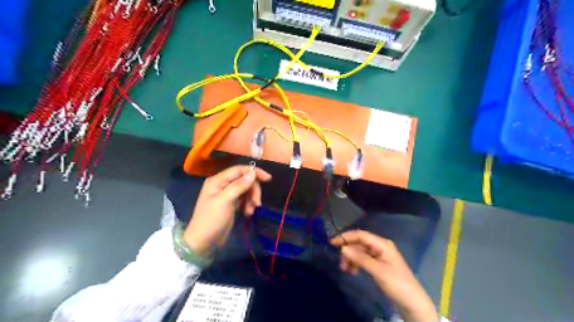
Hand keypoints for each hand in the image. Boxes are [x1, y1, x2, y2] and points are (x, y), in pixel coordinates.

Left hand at [185, 166, 270, 255]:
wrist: (203, 243)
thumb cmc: (211, 220)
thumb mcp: (225, 201)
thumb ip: (239, 186)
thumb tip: (253, 173)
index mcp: (218, 180)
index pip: (239, 170)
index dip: (254, 172)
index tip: (268, 179)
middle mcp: (222, 185)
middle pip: (244, 180)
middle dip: (253, 190)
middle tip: (257, 203)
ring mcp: (227, 195)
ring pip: (246, 190)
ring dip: (251, 199)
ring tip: (250, 211)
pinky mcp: (231, 204)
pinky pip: (244, 199)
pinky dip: (248, 204)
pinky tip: (247, 213)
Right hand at [333, 231, 440, 320]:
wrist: (412, 302)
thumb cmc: (397, 283)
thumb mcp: (378, 271)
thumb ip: (360, 258)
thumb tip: (343, 248)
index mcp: (382, 244)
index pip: (360, 235)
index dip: (345, 237)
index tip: (332, 243)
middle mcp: (380, 246)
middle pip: (359, 243)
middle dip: (348, 251)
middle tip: (341, 263)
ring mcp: (379, 255)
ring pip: (359, 252)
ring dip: (351, 258)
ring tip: (346, 270)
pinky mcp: (378, 264)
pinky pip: (363, 259)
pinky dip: (356, 263)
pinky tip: (352, 271)